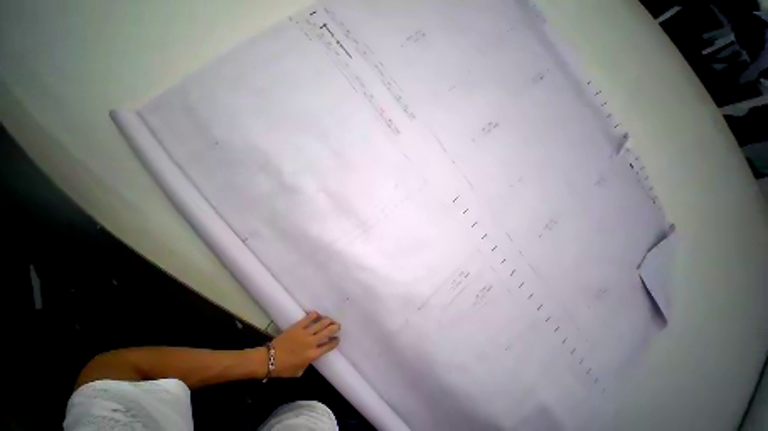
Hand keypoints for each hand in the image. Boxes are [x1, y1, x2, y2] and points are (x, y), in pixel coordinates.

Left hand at [269, 311, 340, 377]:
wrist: (268, 359)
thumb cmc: (283, 368)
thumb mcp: (299, 371)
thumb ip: (309, 362)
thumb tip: (313, 355)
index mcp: (312, 355)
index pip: (329, 346)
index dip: (335, 341)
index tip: (337, 339)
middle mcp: (312, 342)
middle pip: (328, 331)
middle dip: (335, 327)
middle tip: (337, 326)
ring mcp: (305, 333)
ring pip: (322, 322)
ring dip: (328, 320)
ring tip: (330, 320)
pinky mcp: (298, 326)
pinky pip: (310, 317)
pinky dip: (315, 315)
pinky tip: (318, 315)